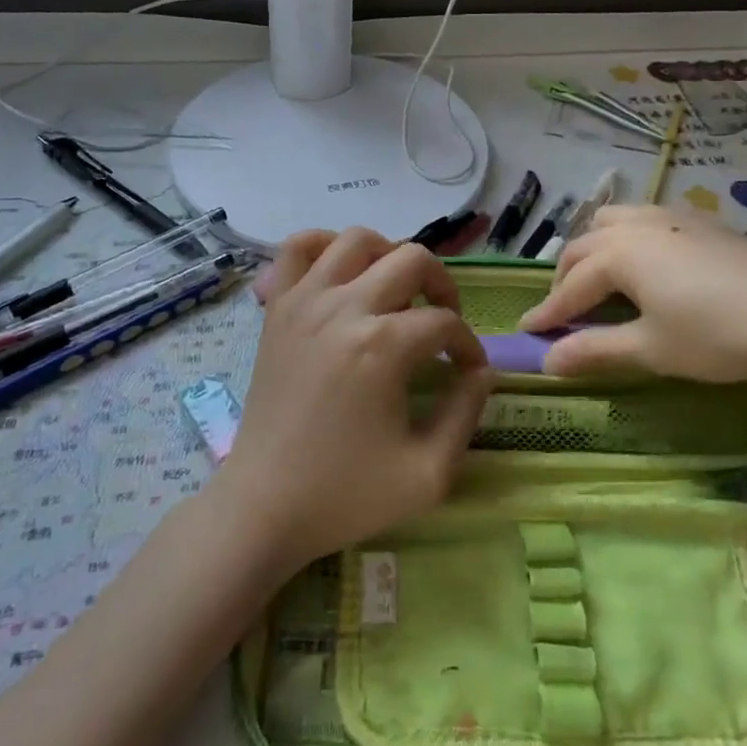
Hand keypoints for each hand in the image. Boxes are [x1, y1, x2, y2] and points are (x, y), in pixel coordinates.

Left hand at [209, 228, 492, 571]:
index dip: (468, 345)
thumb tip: (482, 371)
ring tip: (396, 294)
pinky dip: (324, 246)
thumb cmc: (346, 494)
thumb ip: (466, 413)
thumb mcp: (428, 473)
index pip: (444, 322)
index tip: (469, 371)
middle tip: (442, 322)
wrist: (264, 506)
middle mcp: (344, 307)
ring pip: (358, 239)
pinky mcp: (276, 308)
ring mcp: (304, 301)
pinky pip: (297, 248)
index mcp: (383, 346)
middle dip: (441, 286)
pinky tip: (343, 274)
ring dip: (389, 256)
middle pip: (412, 259)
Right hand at [519, 205, 746, 386]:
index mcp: (619, 253)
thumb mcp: (653, 349)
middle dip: (565, 279)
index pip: (569, 286)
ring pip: (613, 222)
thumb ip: (596, 350)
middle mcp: (636, 224)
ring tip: (598, 282)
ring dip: (594, 250)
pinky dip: (626, 239)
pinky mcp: (700, 220)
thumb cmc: (720, 335)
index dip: (547, 312)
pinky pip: (644, 219)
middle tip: (562, 313)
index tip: (526, 333)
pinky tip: (645, 264)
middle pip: (584, 247)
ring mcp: (671, 216)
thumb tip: (547, 360)